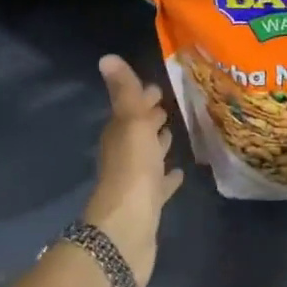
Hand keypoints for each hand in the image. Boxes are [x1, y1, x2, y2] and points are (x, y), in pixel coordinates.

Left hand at [83, 55, 182, 286]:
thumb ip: (125, 92)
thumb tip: (106, 57)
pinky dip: (168, 177)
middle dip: (152, 117)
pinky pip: (160, 184)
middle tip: (172, 104)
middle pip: (138, 131)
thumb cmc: (132, 169)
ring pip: (149, 156)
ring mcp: (136, 181)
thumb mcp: (131, 123)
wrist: (127, 229)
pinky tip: (180, 173)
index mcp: (119, 134)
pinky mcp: (149, 204)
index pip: (130, 109)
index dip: (143, 97)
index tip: (159, 87)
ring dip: (159, 144)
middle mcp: (124, 155)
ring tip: (178, 131)